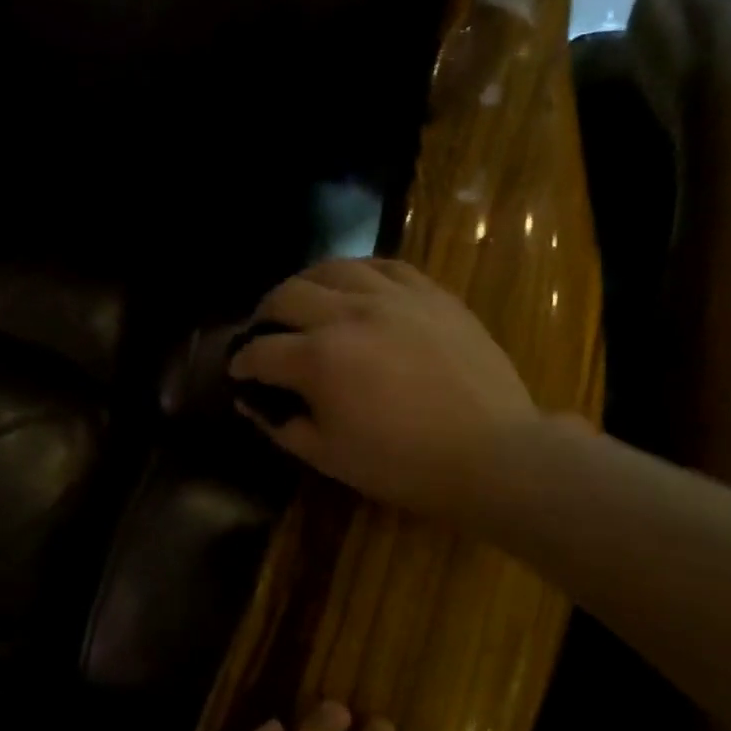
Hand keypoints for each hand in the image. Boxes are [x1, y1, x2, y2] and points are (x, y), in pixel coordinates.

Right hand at [229, 257, 540, 519]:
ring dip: (305, 284)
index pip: (261, 351)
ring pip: (332, 268)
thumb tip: (252, 403)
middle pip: (286, 295)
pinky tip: (354, 286)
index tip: (237, 371)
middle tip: (264, 333)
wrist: (493, 454)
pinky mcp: (430, 293)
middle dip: (264, 315)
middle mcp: (348, 314)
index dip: (241, 362)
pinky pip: (383, 265)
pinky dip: (357, 273)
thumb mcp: (329, 456)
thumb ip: (281, 425)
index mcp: (319, 359)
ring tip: (304, 301)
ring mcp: (393, 297)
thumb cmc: (403, 464)